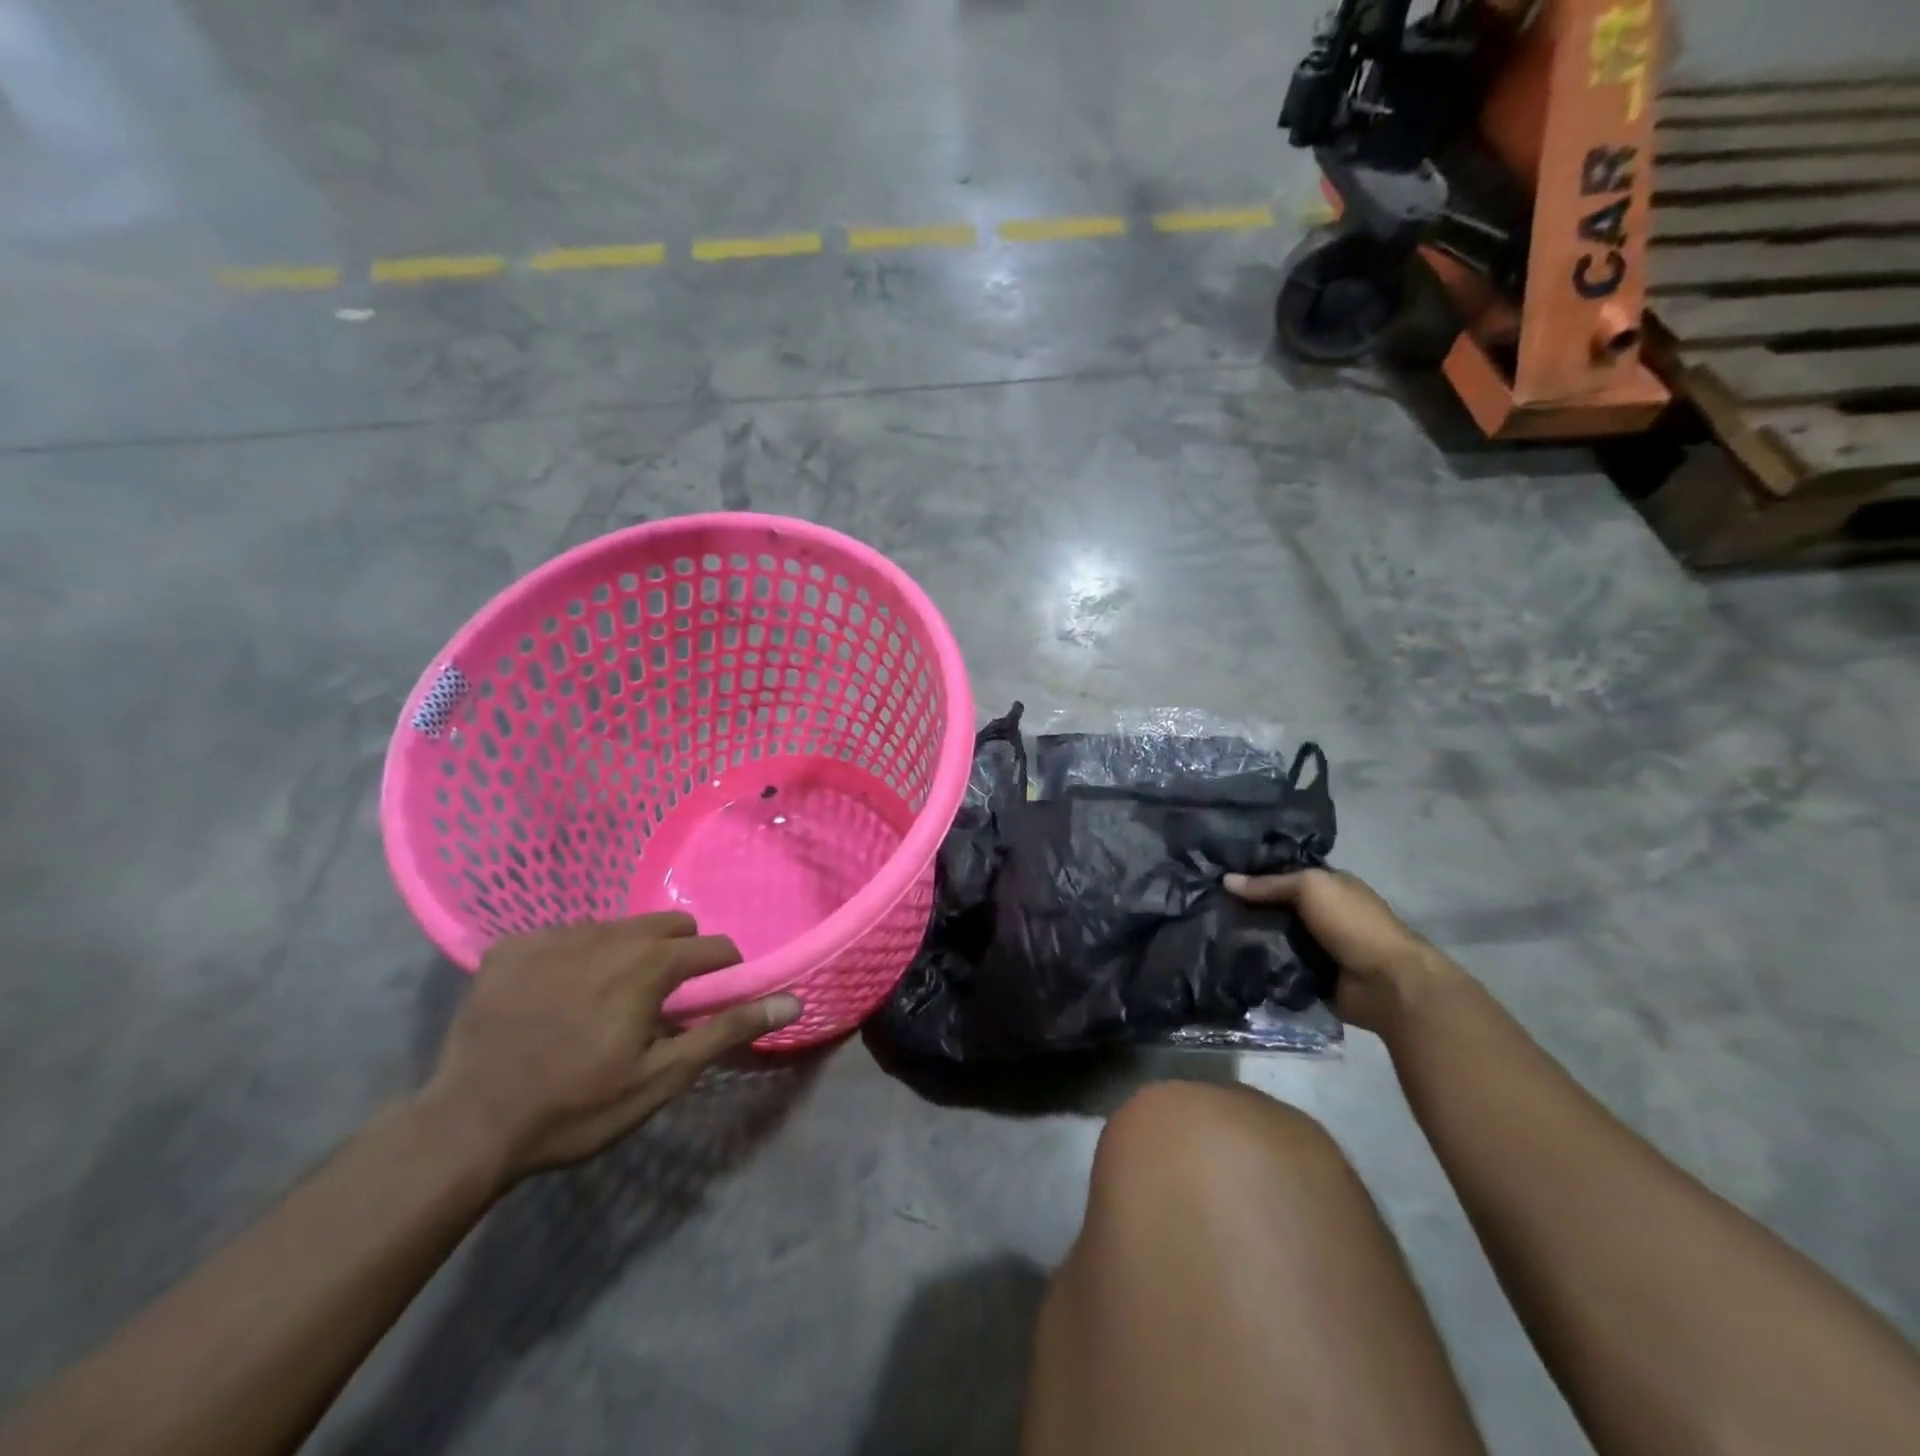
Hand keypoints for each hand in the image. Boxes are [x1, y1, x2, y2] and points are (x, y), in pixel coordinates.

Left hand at [423, 914, 801, 1181]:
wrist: (467, 1126)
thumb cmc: (577, 1106)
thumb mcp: (662, 1076)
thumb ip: (727, 1029)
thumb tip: (792, 1000)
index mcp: (649, 964)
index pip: (712, 947)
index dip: (722, 973)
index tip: (709, 1002)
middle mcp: (607, 935)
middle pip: (668, 925)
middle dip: (677, 957)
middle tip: (657, 1005)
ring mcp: (554, 936)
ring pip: (618, 927)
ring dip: (627, 955)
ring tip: (603, 1003)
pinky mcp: (512, 947)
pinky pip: (564, 935)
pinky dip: (574, 958)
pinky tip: (553, 998)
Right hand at [1225, 868, 1443, 1033]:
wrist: (1387, 984)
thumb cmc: (1353, 923)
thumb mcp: (1310, 888)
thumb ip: (1269, 884)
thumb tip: (1226, 880)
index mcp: (1327, 887)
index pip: (1283, 875)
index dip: (1254, 874)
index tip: (1217, 874)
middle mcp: (1321, 914)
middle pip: (1274, 906)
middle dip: (1245, 907)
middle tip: (1205, 904)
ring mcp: (1315, 947)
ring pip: (1272, 936)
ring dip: (1249, 937)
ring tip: (1208, 931)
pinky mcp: (1309, 976)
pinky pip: (1276, 965)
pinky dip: (1258, 964)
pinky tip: (1228, 958)